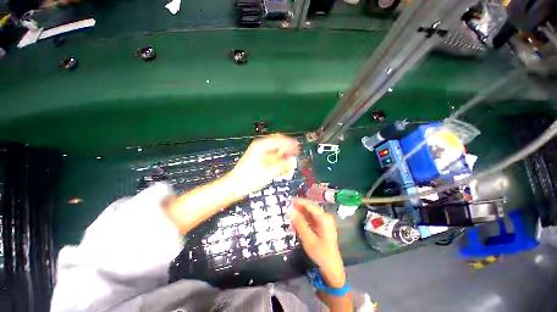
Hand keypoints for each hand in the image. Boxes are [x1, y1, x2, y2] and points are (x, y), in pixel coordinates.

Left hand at [227, 134, 298, 194]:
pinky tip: (281, 168)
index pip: (280, 139)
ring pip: (275, 150)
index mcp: (262, 145)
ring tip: (289, 164)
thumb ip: (282, 165)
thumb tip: (292, 160)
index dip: (290, 143)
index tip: (298, 148)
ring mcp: (258, 152)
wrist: (235, 186)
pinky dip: (277, 161)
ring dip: (282, 156)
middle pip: (277, 143)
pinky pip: (271, 157)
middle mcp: (260, 146)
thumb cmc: (250, 178)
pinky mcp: (258, 159)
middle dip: (287, 149)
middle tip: (294, 155)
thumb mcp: (269, 171)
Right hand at [291, 198, 345, 287]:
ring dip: (301, 212)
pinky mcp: (322, 226)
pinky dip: (304, 218)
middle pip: (311, 208)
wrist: (331, 268)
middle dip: (300, 207)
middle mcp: (325, 217)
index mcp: (324, 218)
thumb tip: (291, 211)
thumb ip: (300, 223)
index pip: (310, 205)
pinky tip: (297, 221)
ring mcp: (324, 221)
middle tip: (288, 207)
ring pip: (310, 213)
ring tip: (291, 213)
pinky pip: (311, 218)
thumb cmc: (320, 254)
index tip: (290, 200)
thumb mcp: (308, 239)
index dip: (300, 201)